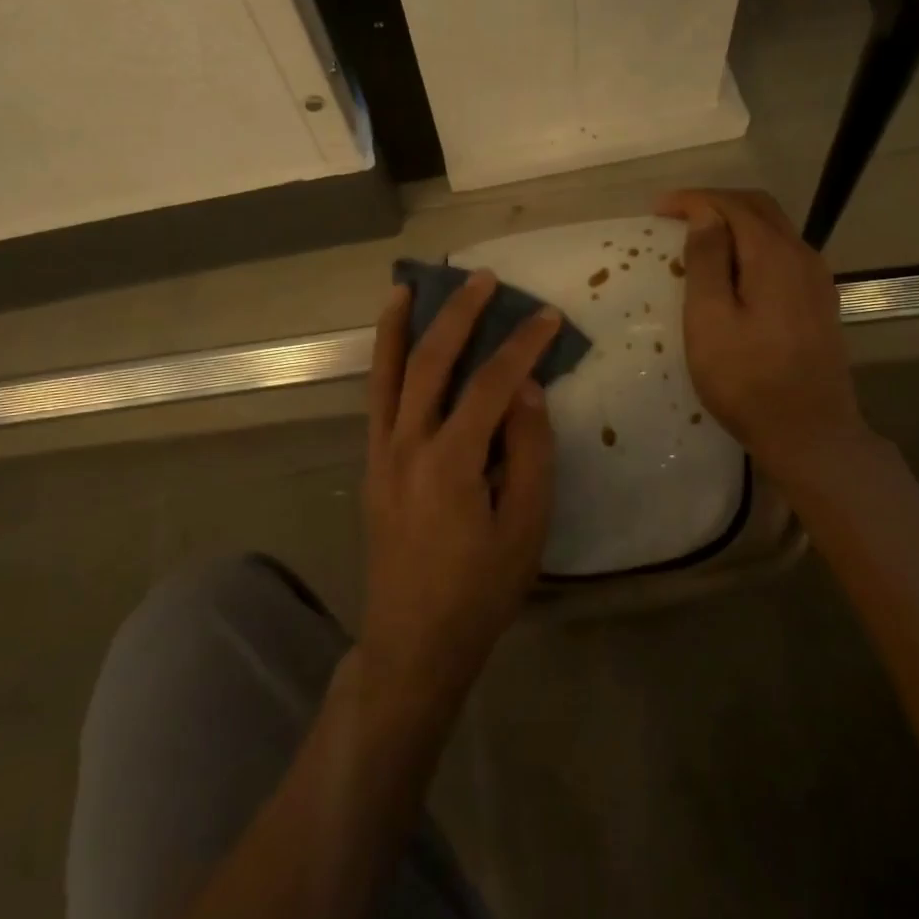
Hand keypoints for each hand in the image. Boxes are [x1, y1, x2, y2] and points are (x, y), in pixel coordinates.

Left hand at [359, 271, 560, 713]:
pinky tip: (394, 344)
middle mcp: (406, 446)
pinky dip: (383, 362)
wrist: (413, 641)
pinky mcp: (372, 465)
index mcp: (450, 463)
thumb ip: (530, 452)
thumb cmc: (480, 591)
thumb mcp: (526, 528)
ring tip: (409, 286)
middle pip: (429, 363)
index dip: (520, 346)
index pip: (489, 385)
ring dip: (398, 326)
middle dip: (457, 314)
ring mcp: (381, 454)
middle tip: (482, 278)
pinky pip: (376, 400)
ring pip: (386, 374)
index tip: (546, 315)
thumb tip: (527, 388)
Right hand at [656, 188, 871, 482]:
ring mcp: (816, 280)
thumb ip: (706, 261)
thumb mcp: (710, 320)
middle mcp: (802, 256)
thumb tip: (705, 215)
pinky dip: (751, 247)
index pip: (732, 206)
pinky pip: (782, 254)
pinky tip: (732, 270)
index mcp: (774, 256)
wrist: (810, 433)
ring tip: (698, 239)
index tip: (656, 210)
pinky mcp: (819, 302)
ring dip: (734, 224)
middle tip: (675, 217)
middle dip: (715, 204)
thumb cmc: (747, 380)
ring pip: (774, 230)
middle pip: (759, 209)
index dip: (693, 200)